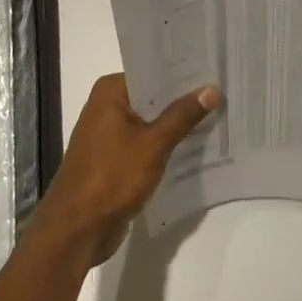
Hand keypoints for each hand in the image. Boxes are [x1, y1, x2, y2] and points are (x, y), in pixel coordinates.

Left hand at [34, 74, 220, 264]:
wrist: (77, 230)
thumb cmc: (112, 177)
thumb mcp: (153, 144)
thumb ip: (182, 115)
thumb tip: (211, 88)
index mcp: (110, 93)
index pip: (153, 72)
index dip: (183, 73)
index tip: (214, 70)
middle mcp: (107, 107)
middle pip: (153, 98)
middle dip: (184, 100)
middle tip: (224, 93)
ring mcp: (109, 135)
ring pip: (151, 123)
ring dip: (177, 125)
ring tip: (219, 117)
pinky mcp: (115, 160)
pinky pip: (146, 144)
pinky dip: (166, 146)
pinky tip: (197, 147)